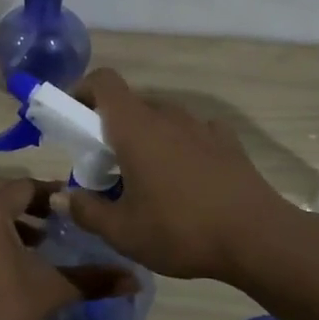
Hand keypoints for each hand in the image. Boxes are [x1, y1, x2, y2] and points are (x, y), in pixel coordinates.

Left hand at [0, 179, 137, 319]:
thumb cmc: (1, 311)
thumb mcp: (51, 291)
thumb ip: (92, 279)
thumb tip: (134, 280)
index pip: (26, 186)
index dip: (54, 195)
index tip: (76, 210)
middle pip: (1, 195)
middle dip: (32, 206)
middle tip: (59, 225)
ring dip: (10, 222)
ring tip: (37, 246)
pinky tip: (8, 265)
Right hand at [54, 69, 294, 282]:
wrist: (258, 238)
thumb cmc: (180, 230)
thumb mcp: (122, 231)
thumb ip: (86, 211)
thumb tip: (60, 196)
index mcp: (135, 127)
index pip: (104, 82)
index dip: (82, 91)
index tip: (71, 120)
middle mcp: (167, 115)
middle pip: (130, 104)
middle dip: (110, 127)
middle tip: (105, 166)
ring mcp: (201, 126)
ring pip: (161, 119)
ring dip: (145, 138)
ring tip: (145, 179)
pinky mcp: (227, 142)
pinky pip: (192, 134)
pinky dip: (179, 147)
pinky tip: (185, 179)